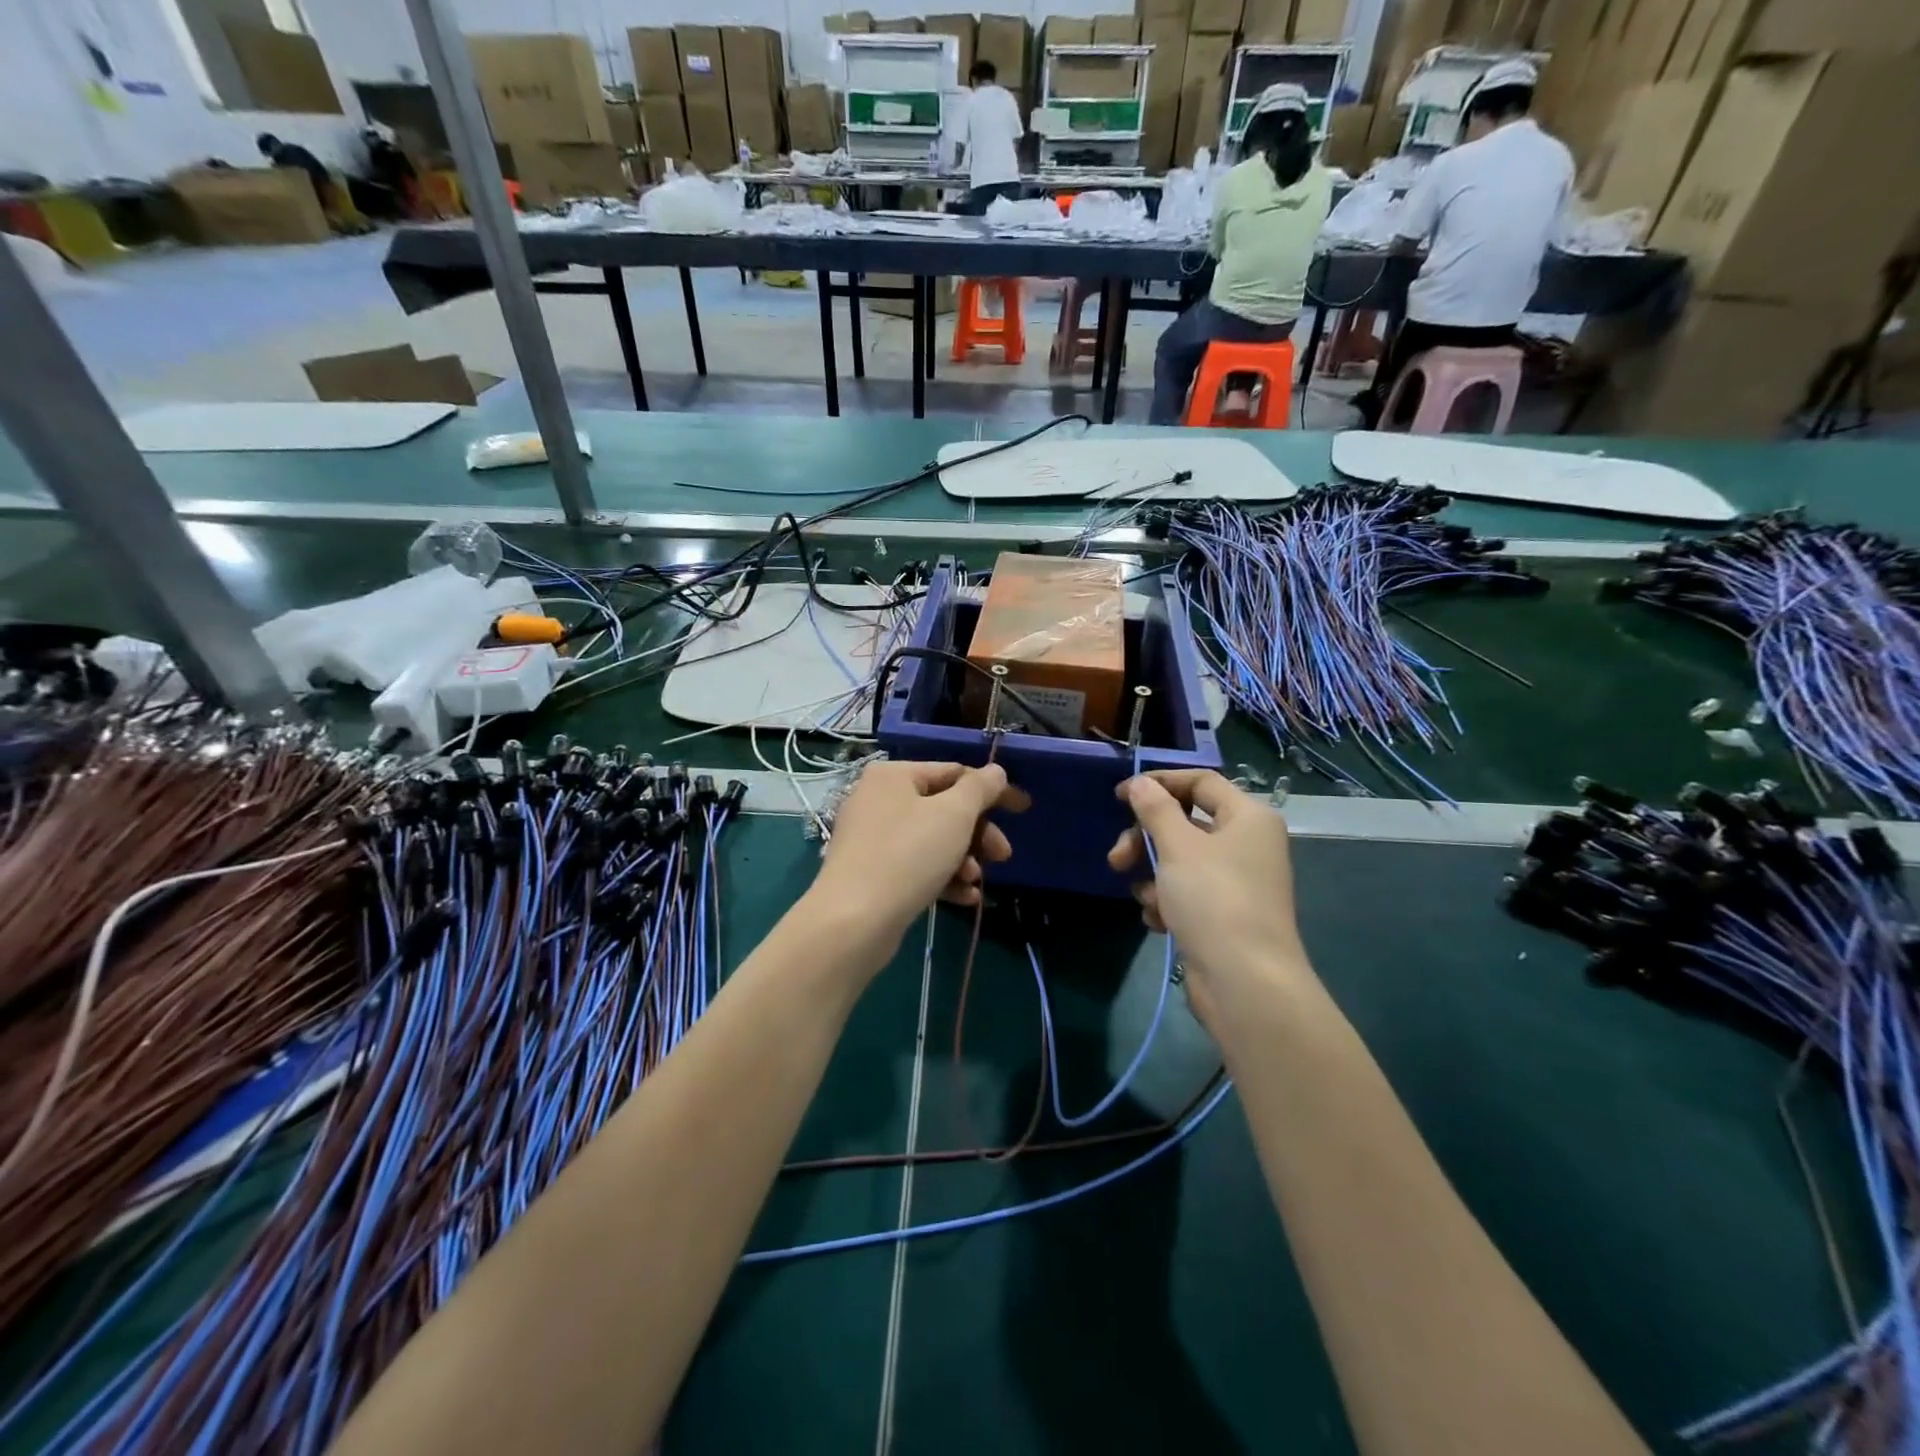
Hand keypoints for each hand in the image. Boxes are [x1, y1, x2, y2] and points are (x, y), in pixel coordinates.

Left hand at [809, 760, 1027, 963]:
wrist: (853, 921)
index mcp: (893, 775)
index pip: (953, 772)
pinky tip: (964, 897)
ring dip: (963, 859)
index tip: (1023, 809)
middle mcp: (878, 800)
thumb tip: (996, 771)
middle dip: (978, 833)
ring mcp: (871, 838)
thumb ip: (979, 788)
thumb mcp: (954, 815)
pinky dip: (942, 877)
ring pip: (932, 840)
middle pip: (944, 808)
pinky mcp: (871, 873)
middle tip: (1003, 855)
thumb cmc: (908, 855)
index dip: (992, 790)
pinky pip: (916, 866)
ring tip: (975, 881)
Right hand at [1108, 770, 1308, 1026]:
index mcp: (1248, 817)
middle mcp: (1246, 844)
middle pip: (1185, 824)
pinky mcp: (1224, 915)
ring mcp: (1236, 882)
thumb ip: (1155, 809)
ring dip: (1153, 876)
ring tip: (1144, 898)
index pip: (1201, 781)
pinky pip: (1186, 893)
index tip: (1120, 796)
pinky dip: (1167, 902)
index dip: (1159, 783)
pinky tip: (1159, 921)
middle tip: (1118, 859)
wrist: (1245, 983)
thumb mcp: (1178, 846)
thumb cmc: (1214, 900)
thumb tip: (1141, 783)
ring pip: (1180, 861)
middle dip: (1146, 840)